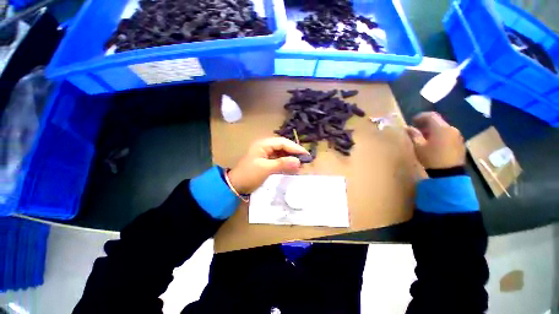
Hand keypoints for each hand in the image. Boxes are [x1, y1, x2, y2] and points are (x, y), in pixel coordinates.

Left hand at [227, 137, 308, 193]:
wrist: (236, 185)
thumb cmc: (249, 175)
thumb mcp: (265, 168)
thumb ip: (282, 164)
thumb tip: (298, 161)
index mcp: (263, 144)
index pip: (283, 142)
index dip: (295, 148)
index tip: (305, 155)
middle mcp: (265, 146)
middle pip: (283, 147)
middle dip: (294, 153)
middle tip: (304, 160)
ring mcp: (266, 154)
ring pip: (282, 153)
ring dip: (291, 158)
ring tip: (300, 165)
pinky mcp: (267, 161)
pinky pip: (279, 160)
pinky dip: (286, 163)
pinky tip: (292, 168)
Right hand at [405, 112, 464, 169]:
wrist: (449, 173)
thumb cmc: (431, 158)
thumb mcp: (418, 146)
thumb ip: (413, 135)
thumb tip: (407, 127)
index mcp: (441, 128)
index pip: (431, 116)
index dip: (421, 116)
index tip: (413, 121)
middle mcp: (451, 129)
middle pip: (438, 121)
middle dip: (427, 124)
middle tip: (417, 130)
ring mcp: (457, 136)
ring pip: (444, 128)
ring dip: (433, 130)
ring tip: (425, 137)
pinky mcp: (460, 143)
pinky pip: (448, 135)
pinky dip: (440, 135)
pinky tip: (434, 143)